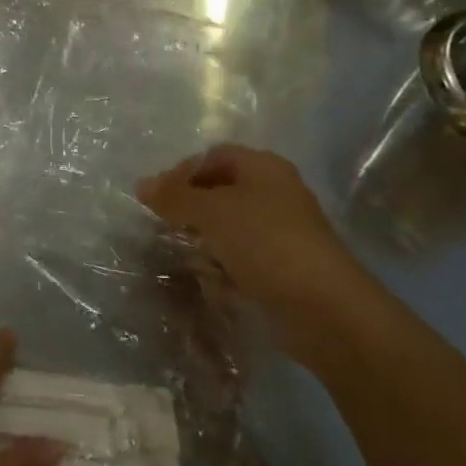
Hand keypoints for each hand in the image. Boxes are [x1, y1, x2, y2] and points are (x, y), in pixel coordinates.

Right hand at [137, 144, 381, 364]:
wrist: (324, 309)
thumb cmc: (265, 243)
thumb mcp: (211, 211)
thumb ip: (174, 196)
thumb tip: (141, 184)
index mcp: (263, 168)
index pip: (212, 156)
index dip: (181, 171)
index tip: (157, 197)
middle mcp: (275, 193)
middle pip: (220, 190)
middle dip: (190, 207)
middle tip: (166, 224)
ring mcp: (281, 232)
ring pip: (229, 225)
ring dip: (204, 238)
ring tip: (184, 252)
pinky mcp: (282, 267)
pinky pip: (242, 256)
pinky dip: (223, 264)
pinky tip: (210, 278)